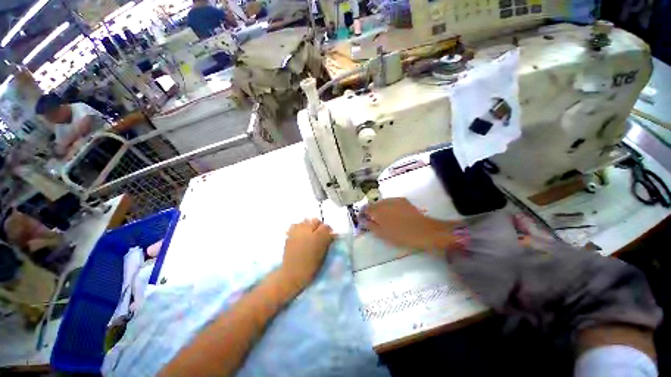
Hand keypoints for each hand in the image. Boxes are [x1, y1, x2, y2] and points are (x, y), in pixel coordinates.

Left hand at [279, 219, 333, 294]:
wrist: (292, 274)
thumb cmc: (310, 267)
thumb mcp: (322, 254)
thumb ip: (327, 241)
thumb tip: (332, 234)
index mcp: (318, 236)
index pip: (326, 226)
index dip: (328, 231)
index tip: (329, 236)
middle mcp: (307, 230)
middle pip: (315, 220)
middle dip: (318, 226)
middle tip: (319, 234)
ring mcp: (297, 231)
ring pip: (305, 221)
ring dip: (309, 225)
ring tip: (309, 234)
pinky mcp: (289, 234)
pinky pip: (296, 225)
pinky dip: (300, 227)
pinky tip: (301, 235)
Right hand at [362, 198, 461, 250]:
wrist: (423, 231)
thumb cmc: (400, 235)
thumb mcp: (382, 234)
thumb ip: (370, 226)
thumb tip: (362, 220)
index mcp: (377, 210)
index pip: (365, 209)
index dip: (363, 214)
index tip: (364, 220)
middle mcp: (384, 202)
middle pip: (374, 205)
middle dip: (373, 211)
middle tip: (376, 222)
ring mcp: (394, 200)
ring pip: (383, 203)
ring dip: (381, 209)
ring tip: (386, 219)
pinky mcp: (403, 200)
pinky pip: (392, 202)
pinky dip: (390, 207)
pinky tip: (395, 215)